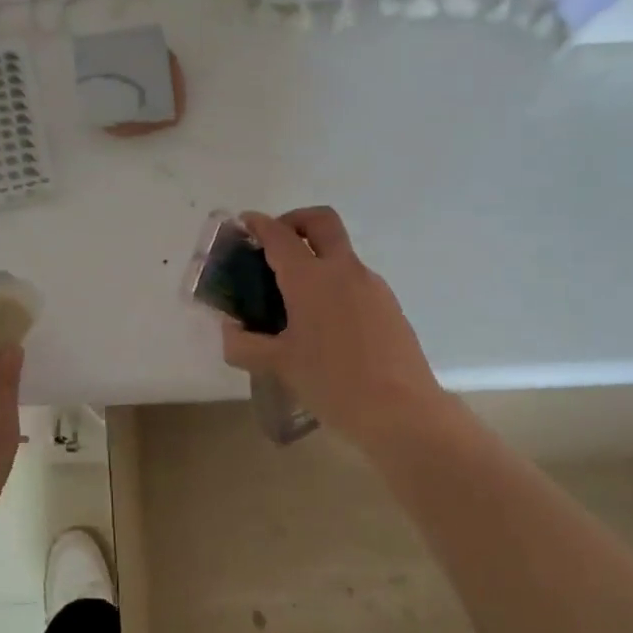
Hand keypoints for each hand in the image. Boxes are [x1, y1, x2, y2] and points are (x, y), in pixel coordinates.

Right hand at [220, 207, 453, 447]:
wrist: (402, 412)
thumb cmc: (333, 383)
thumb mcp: (278, 366)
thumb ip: (245, 344)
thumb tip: (230, 330)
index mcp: (311, 278)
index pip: (280, 235)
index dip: (258, 224)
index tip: (244, 223)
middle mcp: (344, 271)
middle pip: (321, 221)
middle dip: (295, 220)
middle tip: (275, 244)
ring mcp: (372, 286)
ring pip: (341, 253)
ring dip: (316, 258)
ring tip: (295, 299)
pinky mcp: (390, 306)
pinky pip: (356, 282)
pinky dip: (334, 285)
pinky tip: (325, 325)